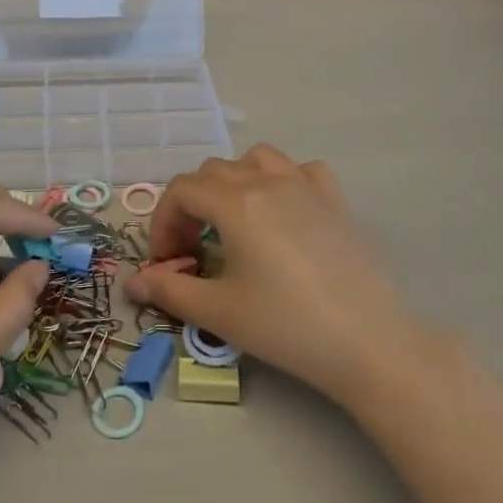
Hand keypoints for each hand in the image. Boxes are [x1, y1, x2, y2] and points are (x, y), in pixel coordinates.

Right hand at [123, 146, 419, 407]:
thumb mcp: (219, 312)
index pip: (181, 190)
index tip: (165, 262)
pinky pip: (301, 170)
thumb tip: (134, 283)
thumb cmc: (286, 326)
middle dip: (191, 206)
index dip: (163, 222)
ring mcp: (305, 185)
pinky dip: (283, 181)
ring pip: (256, 159)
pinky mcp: (335, 200)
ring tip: (234, 222)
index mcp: (234, 202)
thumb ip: (170, 291)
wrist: (369, 343)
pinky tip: (285, 212)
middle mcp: (267, 181)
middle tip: (193, 251)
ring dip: (234, 182)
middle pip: (212, 172)